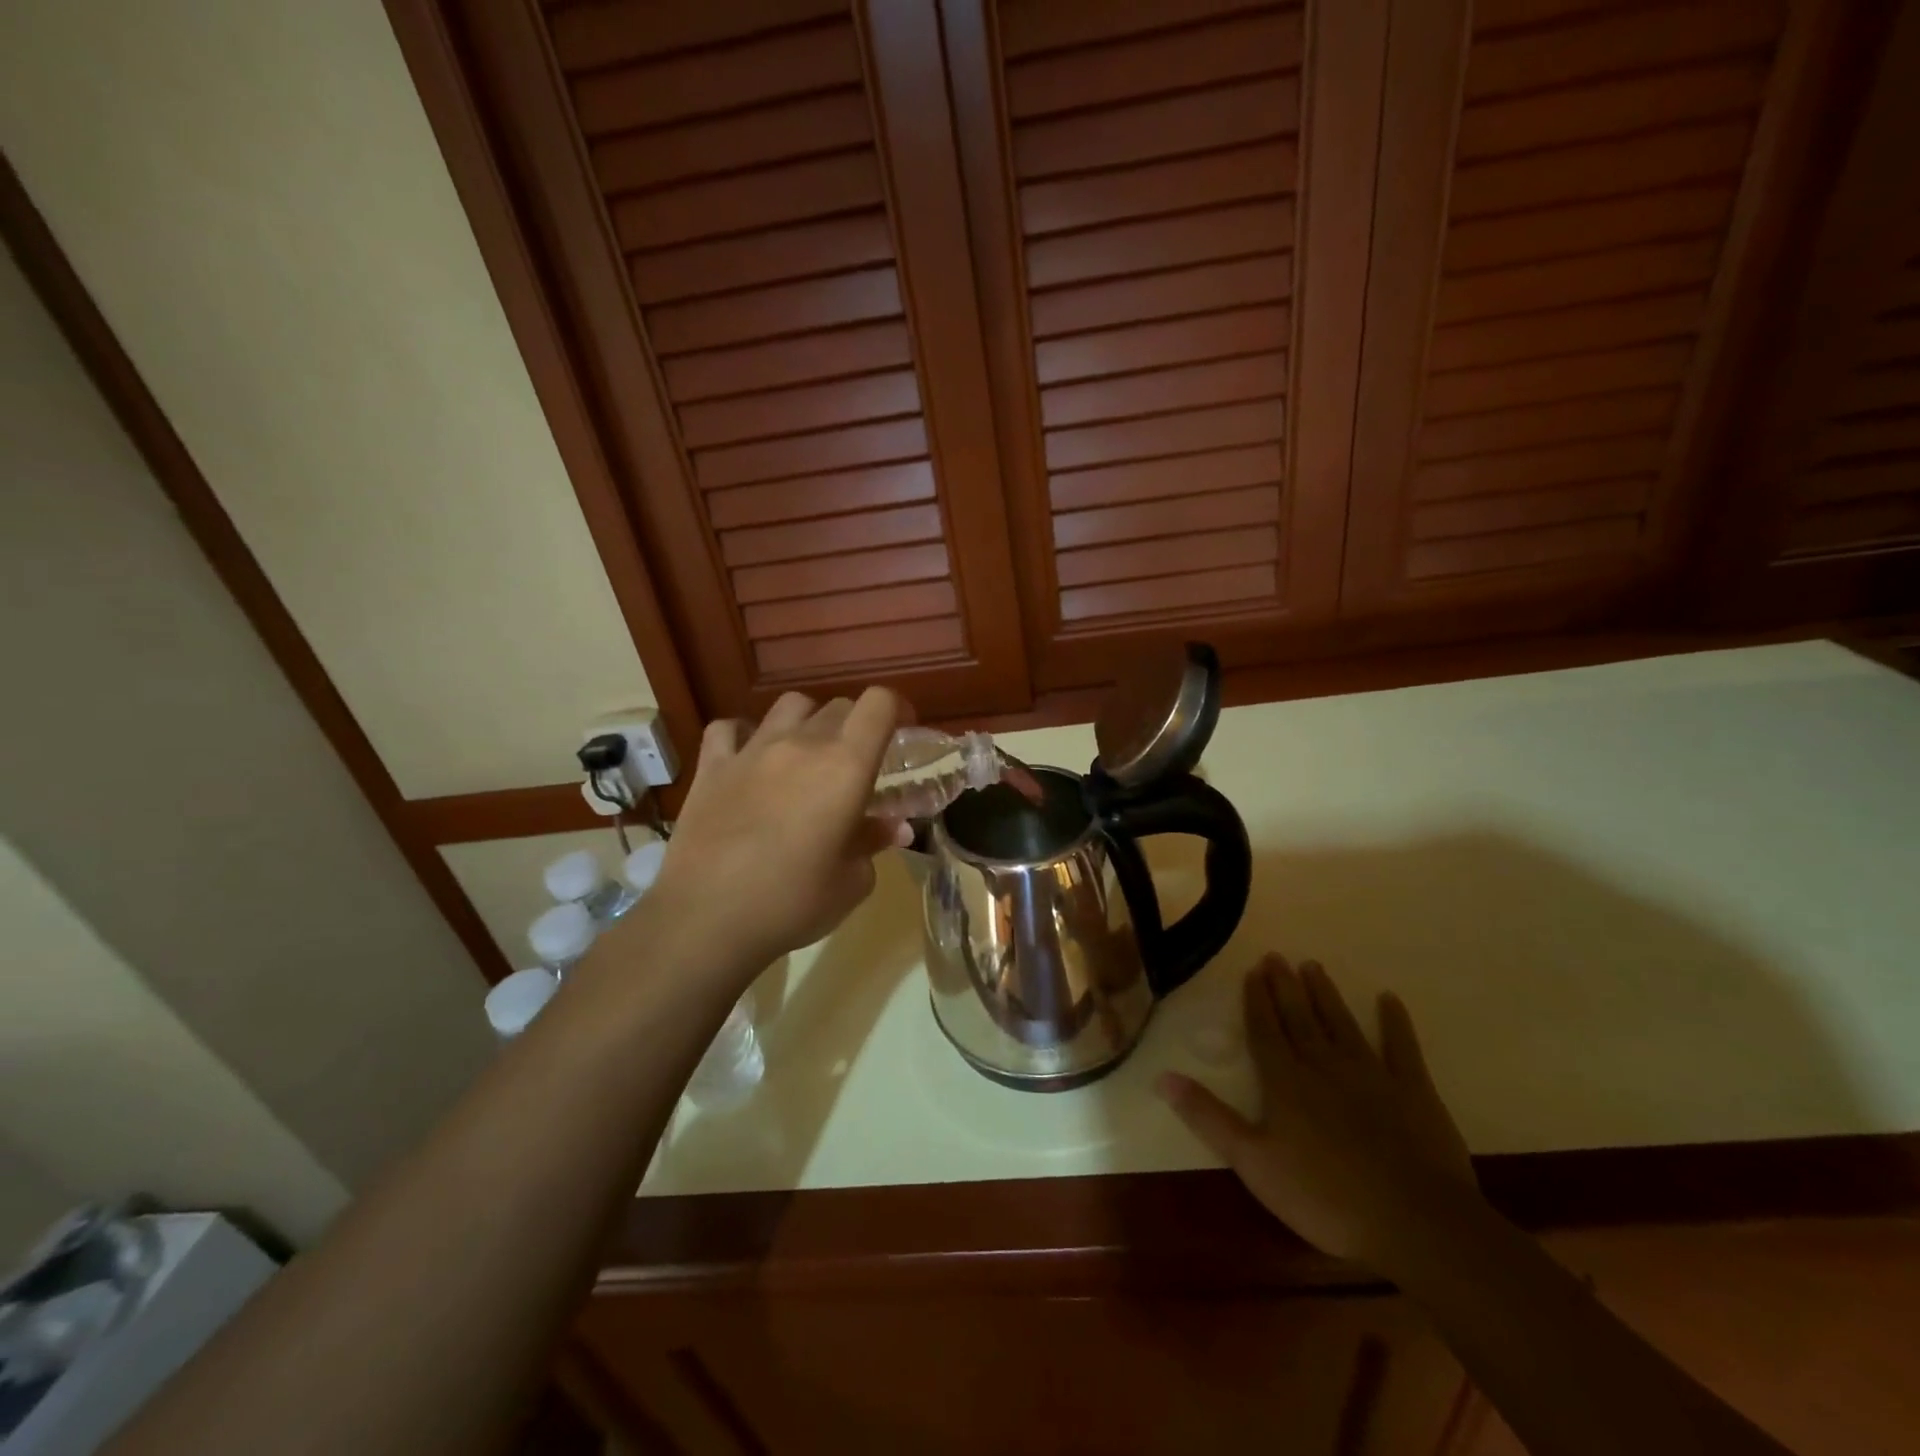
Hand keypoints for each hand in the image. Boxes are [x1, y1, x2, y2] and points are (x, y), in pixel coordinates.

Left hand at [650, 688, 912, 969]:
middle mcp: (801, 744)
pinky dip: (744, 735)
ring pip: (789, 705)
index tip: (904, 732)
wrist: (707, 918)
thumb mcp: (852, 882)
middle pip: (839, 706)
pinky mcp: (712, 766)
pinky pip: (729, 728)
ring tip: (805, 754)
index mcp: (845, 766)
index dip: (898, 708)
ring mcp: (752, 750)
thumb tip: (893, 827)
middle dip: (857, 726)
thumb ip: (874, 842)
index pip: (879, 704)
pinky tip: (748, 758)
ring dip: (807, 722)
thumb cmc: (792, 903)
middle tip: (857, 763)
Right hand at [1158, 953, 1476, 1267]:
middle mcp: (1323, 1065)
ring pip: (1341, 1024)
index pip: (1265, 1030)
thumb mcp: (1253, 1162)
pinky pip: (1402, 1047)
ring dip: (1326, 995)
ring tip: (1313, 966)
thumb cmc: (1324, 1196)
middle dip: (1286, 987)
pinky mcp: (1413, 1091)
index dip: (1256, 1000)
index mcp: (1285, 1081)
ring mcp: (1371, 1074)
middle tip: (1277, 957)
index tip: (1253, 971)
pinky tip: (1389, 999)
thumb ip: (1208, 1116)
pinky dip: (1395, 1022)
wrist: (1415, 1223)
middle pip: (1300, 1018)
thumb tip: (1162, 1076)